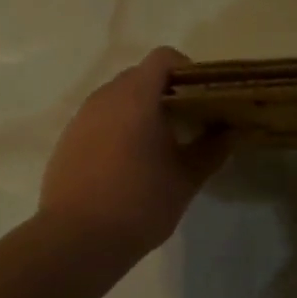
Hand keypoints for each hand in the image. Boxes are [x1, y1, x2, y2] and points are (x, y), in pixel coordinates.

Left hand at [39, 47, 229, 261]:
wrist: (77, 239)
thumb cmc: (140, 203)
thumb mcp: (186, 179)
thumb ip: (211, 149)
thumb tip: (229, 131)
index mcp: (137, 97)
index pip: (163, 58)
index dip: (186, 70)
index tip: (201, 96)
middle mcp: (105, 98)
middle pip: (139, 76)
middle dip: (164, 91)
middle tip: (186, 122)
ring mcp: (81, 118)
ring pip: (116, 98)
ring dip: (139, 110)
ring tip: (158, 144)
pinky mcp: (67, 140)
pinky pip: (98, 120)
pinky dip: (117, 128)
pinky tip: (127, 164)